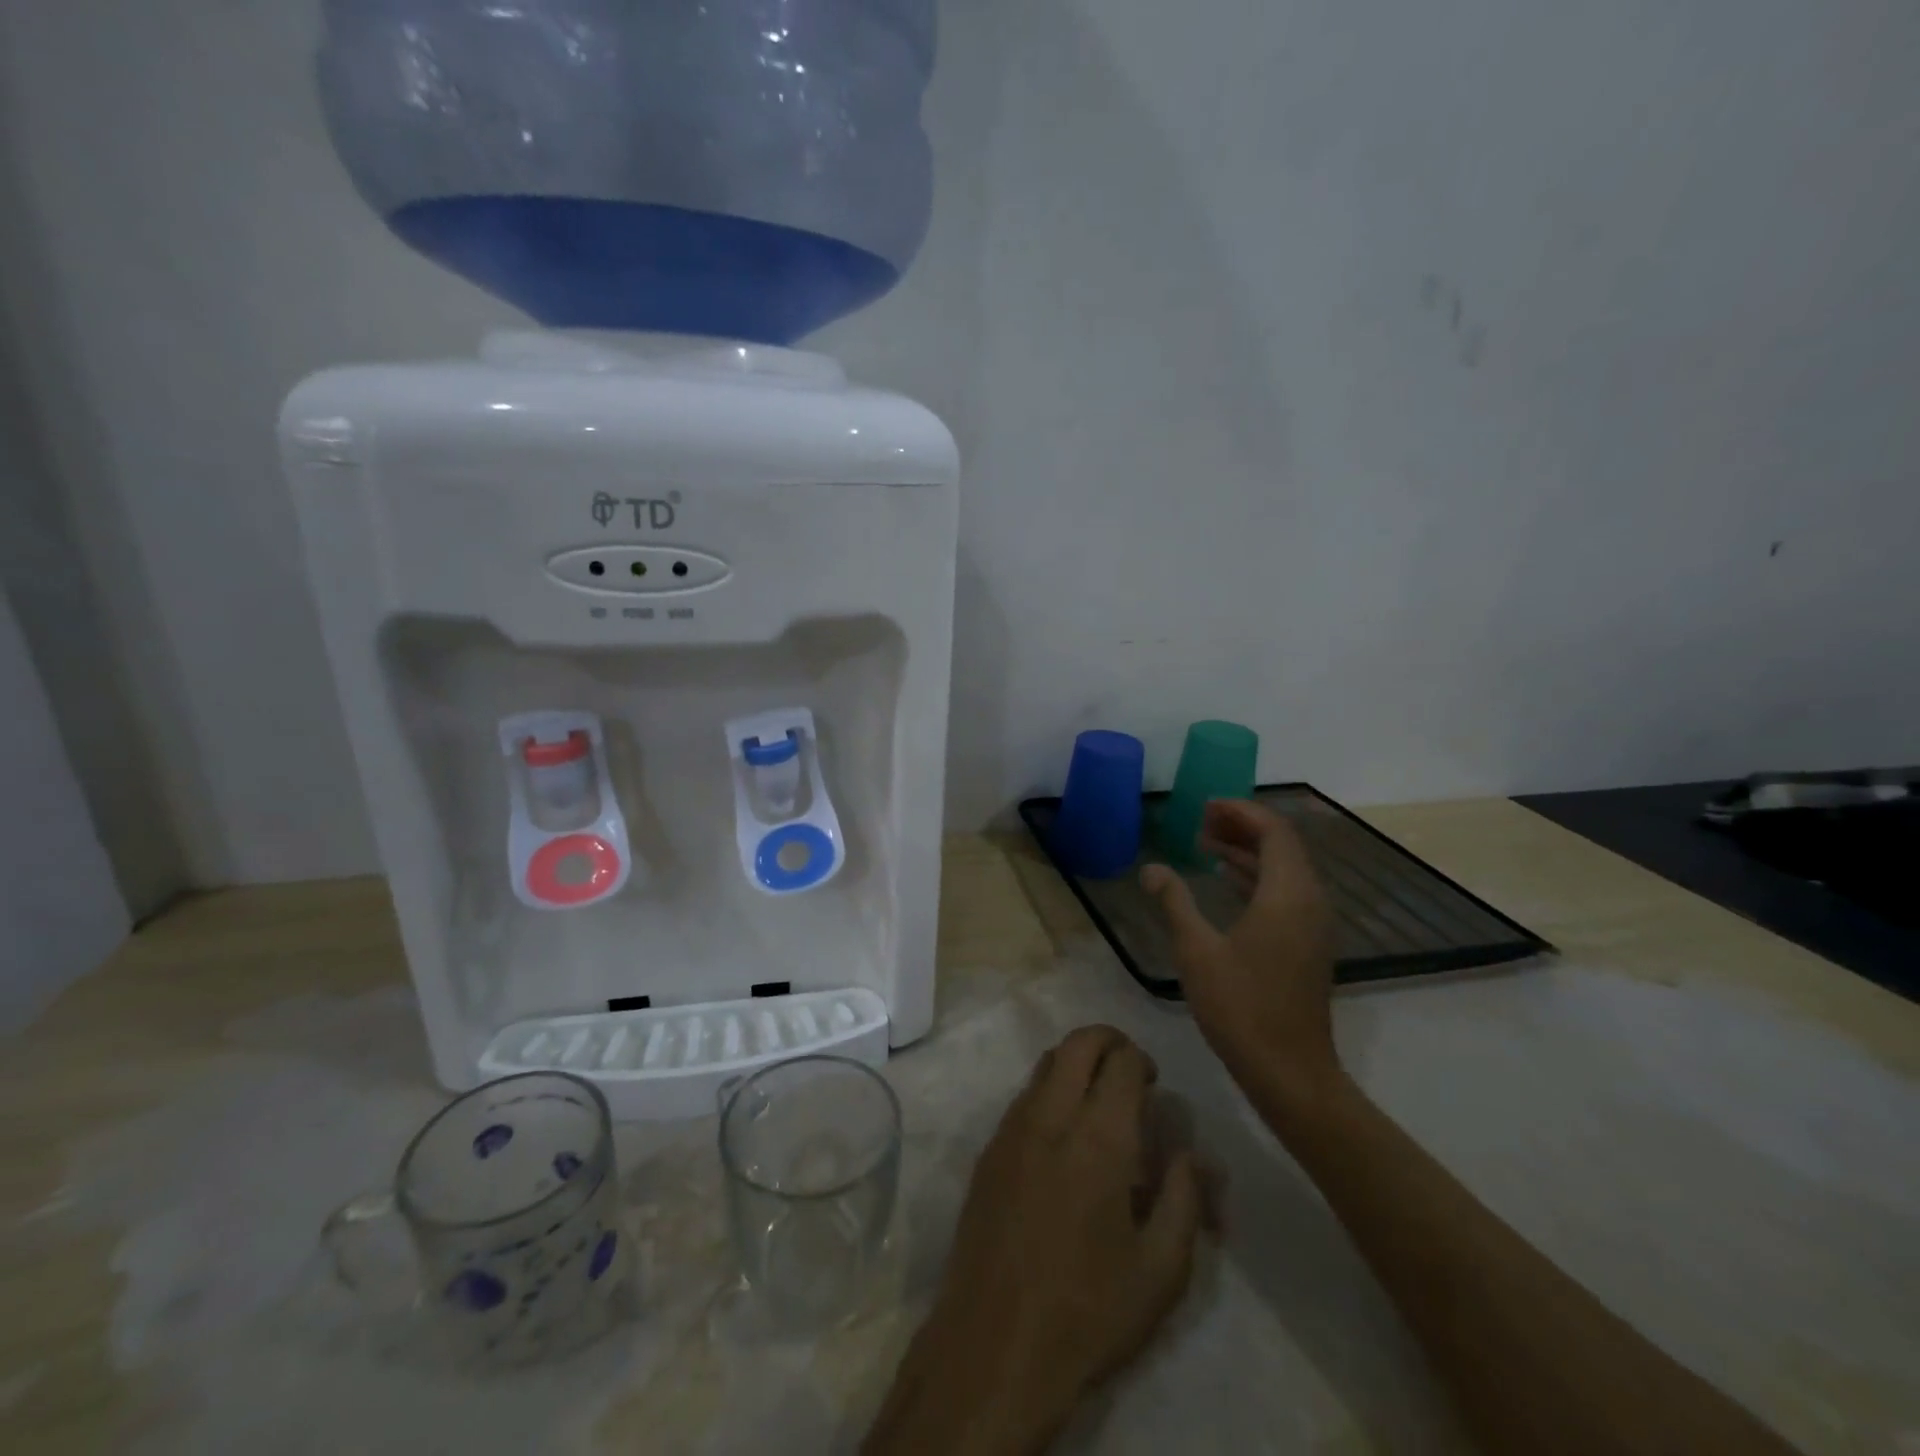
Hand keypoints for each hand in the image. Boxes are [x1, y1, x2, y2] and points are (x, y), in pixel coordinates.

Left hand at [864, 1027, 1202, 1455]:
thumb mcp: (1161, 1270)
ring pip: (1045, 1063)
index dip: (1142, 1061)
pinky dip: (1049, 1090)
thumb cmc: (1088, 1312)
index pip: (1120, 1061)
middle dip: (1108, 1041)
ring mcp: (1011, 1129)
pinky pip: (1024, 1095)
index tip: (1154, 1086)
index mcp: (1098, 1138)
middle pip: (1077, 1043)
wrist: (993, 1346)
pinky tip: (1063, 1138)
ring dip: (1075, 1062)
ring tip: (1098, 1101)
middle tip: (1129, 1072)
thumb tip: (1193, 1154)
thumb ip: (1186, 1198)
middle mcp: (1050, 1116)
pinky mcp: (988, 1150)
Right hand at [1141, 800, 1339, 1095]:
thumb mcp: (1197, 950)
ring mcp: (1313, 924)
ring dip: (1249, 851)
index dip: (1241, 812)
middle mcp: (1309, 901)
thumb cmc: (1241, 1006)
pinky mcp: (1309, 944)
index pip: (1273, 832)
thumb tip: (1151, 869)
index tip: (1205, 806)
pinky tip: (1228, 880)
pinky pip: (1287, 891)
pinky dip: (1258, 876)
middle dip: (1243, 827)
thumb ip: (1175, 902)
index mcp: (1287, 894)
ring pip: (1285, 869)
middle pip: (1282, 845)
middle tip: (1201, 822)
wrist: (1289, 1070)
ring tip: (1207, 844)